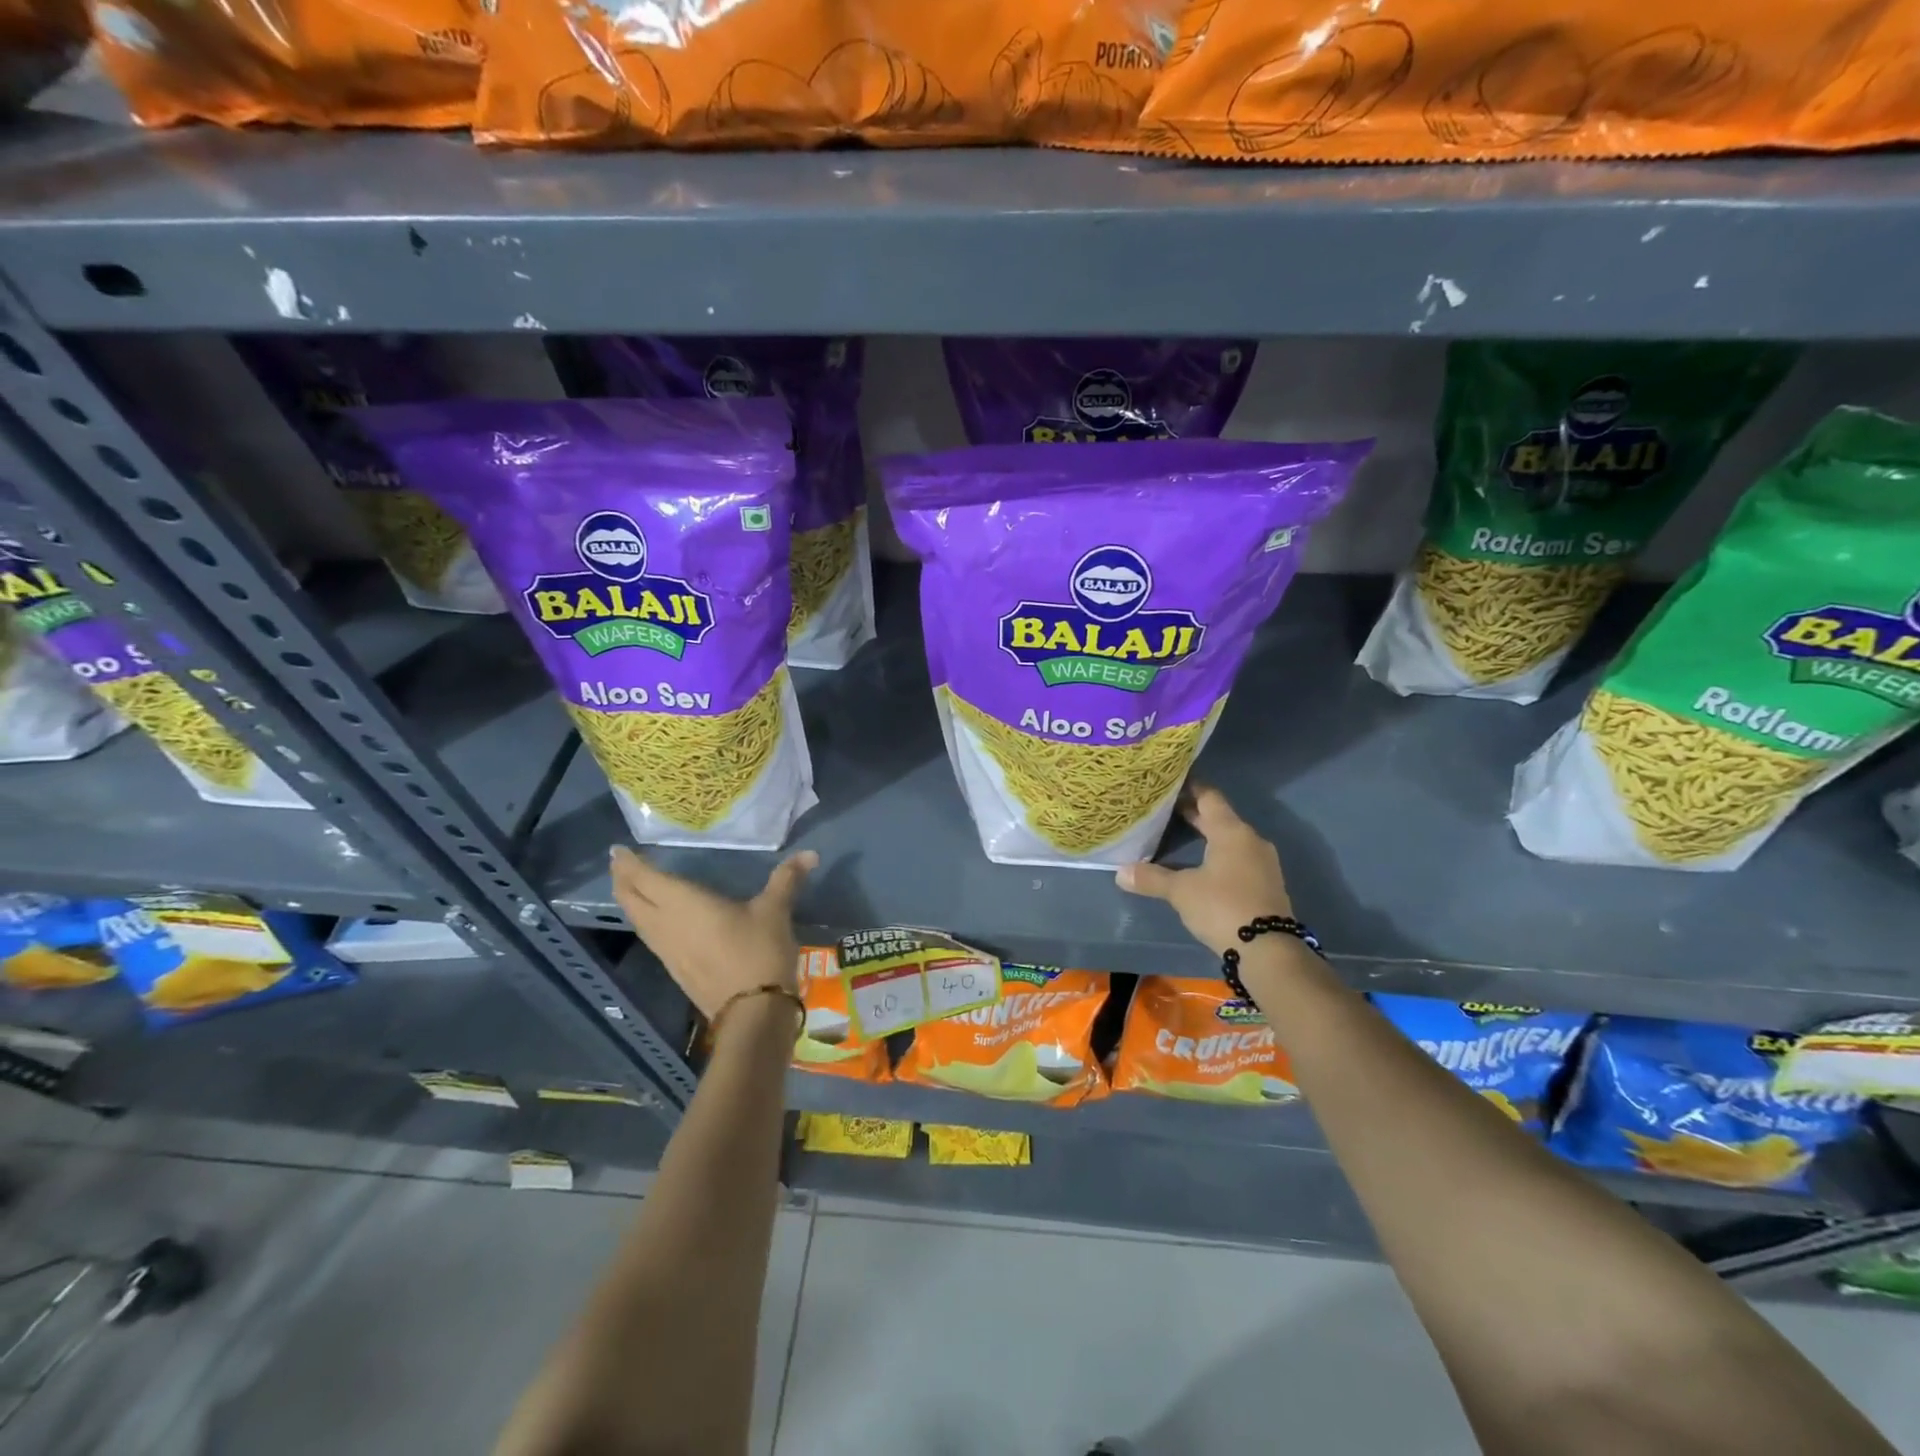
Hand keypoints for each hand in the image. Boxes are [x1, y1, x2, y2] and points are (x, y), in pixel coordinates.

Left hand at [609, 844, 816, 1019]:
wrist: (753, 1012)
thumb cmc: (759, 951)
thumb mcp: (775, 910)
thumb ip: (786, 879)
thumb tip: (810, 853)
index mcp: (684, 903)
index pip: (646, 879)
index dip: (630, 864)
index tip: (618, 850)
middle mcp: (666, 924)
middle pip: (633, 900)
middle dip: (623, 880)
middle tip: (620, 864)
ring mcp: (667, 951)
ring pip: (638, 921)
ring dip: (631, 902)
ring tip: (630, 887)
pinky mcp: (676, 970)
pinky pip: (650, 937)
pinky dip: (645, 921)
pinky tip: (656, 920)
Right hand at [1116, 784, 1293, 955]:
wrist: (1268, 949)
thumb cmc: (1222, 906)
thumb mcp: (1181, 891)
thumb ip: (1151, 878)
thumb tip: (1120, 872)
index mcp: (1232, 831)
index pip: (1209, 797)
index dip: (1189, 787)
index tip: (1169, 783)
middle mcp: (1250, 840)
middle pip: (1220, 818)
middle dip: (1194, 813)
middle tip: (1164, 809)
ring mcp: (1262, 863)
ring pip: (1230, 840)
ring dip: (1207, 836)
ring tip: (1179, 836)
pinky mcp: (1265, 884)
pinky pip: (1238, 859)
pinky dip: (1218, 856)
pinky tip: (1201, 865)